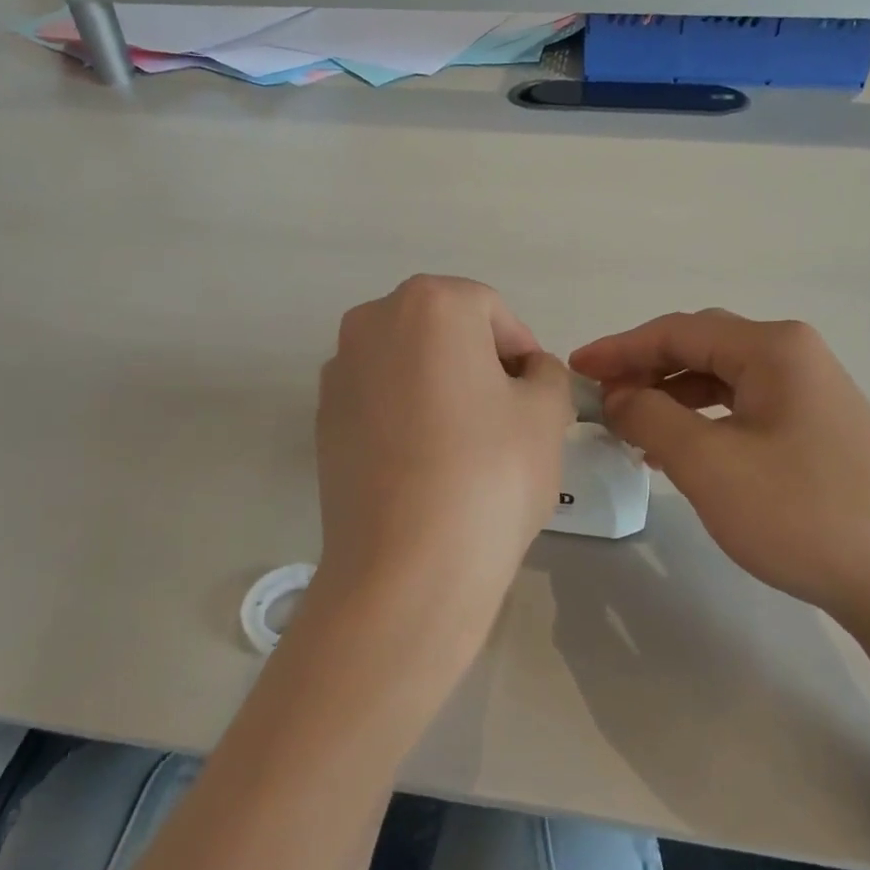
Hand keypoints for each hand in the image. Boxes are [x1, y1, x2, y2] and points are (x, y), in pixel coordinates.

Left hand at [309, 276, 572, 670]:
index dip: (522, 351)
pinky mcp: (322, 422)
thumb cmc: (490, 473)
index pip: (491, 310)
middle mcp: (372, 323)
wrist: (406, 566)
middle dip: (480, 364)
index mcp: (429, 304)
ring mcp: (339, 373)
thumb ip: (546, 375)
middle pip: (444, 332)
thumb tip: (528, 374)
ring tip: (467, 446)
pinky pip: (380, 403)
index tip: (538, 395)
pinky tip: (426, 466)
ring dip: (441, 389)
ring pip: (408, 366)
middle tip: (508, 418)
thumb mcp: (545, 414)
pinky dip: (407, 418)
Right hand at [571, 311, 869, 631]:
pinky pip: (742, 409)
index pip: (677, 331)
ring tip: (630, 427)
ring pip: (721, 380)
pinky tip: (677, 451)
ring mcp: (811, 393)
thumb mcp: (708, 463)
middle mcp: (795, 356)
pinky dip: (701, 421)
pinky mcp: (816, 429)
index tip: (574, 369)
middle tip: (599, 397)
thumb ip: (650, 417)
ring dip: (670, 396)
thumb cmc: (801, 513)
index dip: (619, 348)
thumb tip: (618, 396)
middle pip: (700, 347)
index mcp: (773, 348)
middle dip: (644, 369)